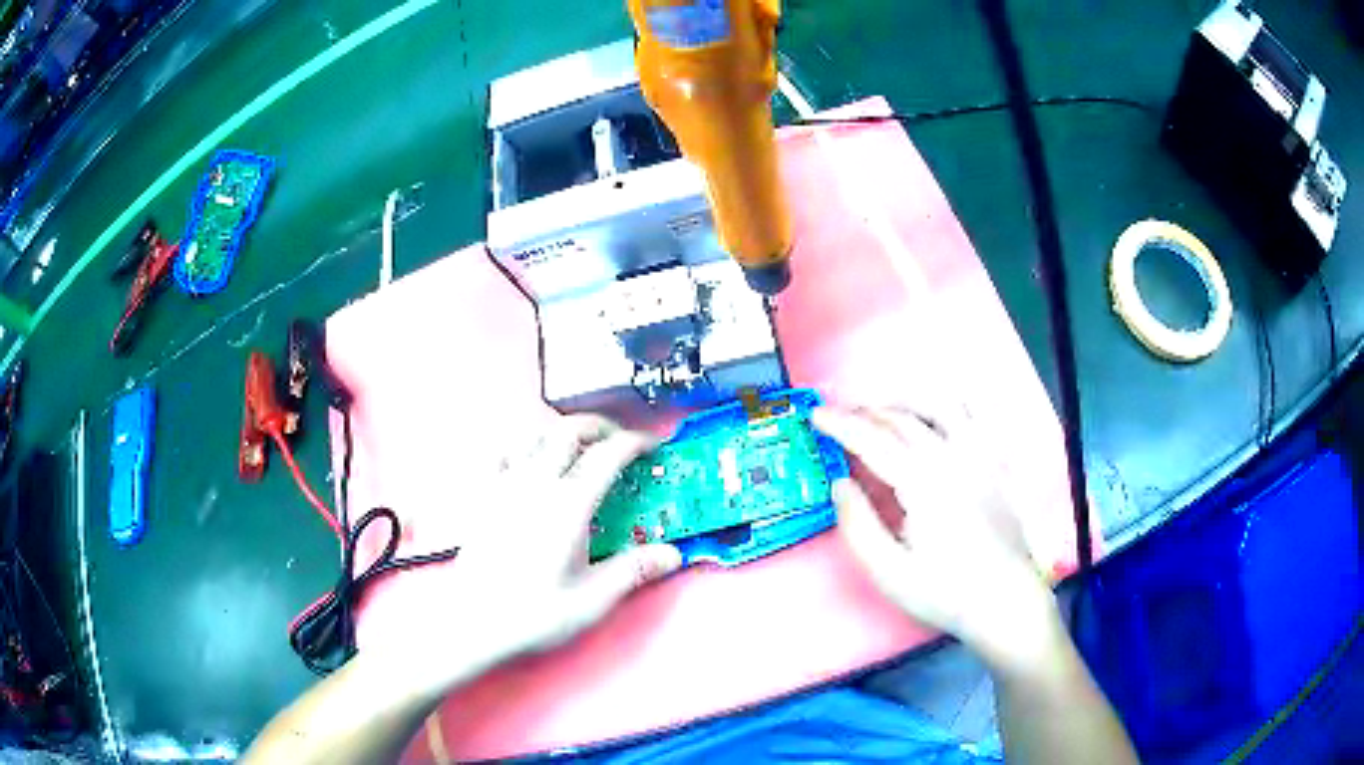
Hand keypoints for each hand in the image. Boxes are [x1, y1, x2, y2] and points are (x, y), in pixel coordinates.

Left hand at [372, 415, 681, 691]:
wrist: (472, 623)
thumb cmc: (534, 614)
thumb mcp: (592, 599)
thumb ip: (633, 571)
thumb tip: (672, 555)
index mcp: (568, 506)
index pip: (607, 455)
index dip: (635, 443)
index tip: (652, 448)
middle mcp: (536, 484)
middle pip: (569, 430)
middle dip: (601, 427)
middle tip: (620, 442)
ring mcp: (505, 486)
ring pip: (535, 434)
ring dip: (563, 431)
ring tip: (580, 448)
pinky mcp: (484, 496)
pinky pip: (503, 452)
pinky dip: (524, 445)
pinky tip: (530, 460)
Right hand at [812, 403, 1056, 666]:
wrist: (1006, 601)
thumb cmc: (945, 592)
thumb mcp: (889, 573)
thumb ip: (858, 525)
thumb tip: (839, 483)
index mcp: (923, 484)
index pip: (874, 440)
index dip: (841, 425)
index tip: (815, 415)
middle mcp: (953, 458)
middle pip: (903, 418)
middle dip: (866, 411)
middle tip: (840, 416)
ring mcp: (980, 456)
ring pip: (939, 405)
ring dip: (904, 400)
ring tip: (882, 409)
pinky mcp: (997, 462)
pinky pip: (975, 415)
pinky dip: (951, 402)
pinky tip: (938, 411)